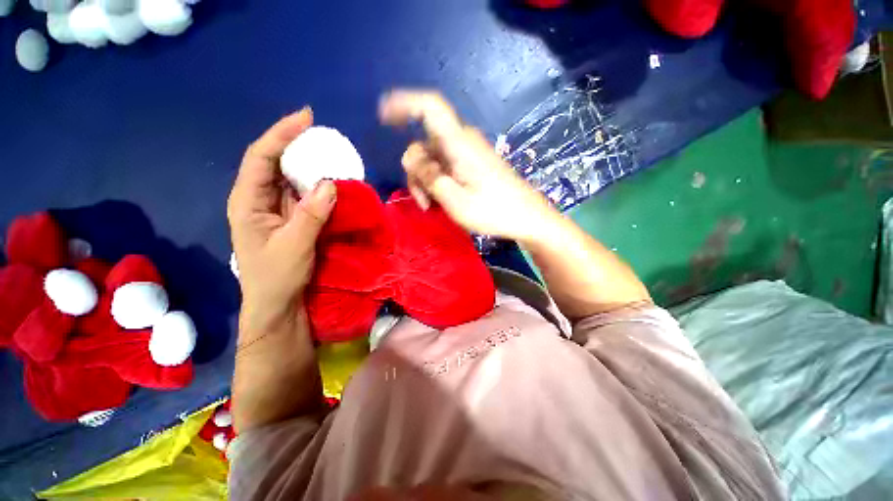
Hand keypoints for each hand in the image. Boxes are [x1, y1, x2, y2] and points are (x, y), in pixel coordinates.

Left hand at [227, 108, 336, 330]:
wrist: (279, 304)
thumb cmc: (277, 278)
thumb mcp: (293, 246)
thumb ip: (312, 215)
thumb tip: (331, 183)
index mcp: (247, 202)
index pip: (260, 157)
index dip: (281, 134)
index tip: (306, 118)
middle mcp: (259, 199)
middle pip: (274, 162)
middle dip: (296, 144)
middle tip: (323, 135)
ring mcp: (276, 209)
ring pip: (290, 177)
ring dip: (309, 164)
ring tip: (330, 153)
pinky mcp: (292, 218)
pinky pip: (304, 194)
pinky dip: (317, 185)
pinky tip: (331, 180)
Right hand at [379, 90, 559, 243]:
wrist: (526, 217)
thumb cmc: (494, 211)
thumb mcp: (455, 200)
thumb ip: (430, 178)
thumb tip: (412, 160)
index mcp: (459, 144)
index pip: (430, 108)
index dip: (403, 104)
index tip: (382, 114)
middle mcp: (461, 142)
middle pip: (423, 145)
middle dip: (416, 174)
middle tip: (424, 203)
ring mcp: (467, 153)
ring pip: (432, 159)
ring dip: (426, 182)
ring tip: (433, 207)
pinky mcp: (471, 164)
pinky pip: (444, 167)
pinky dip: (437, 183)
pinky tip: (442, 201)